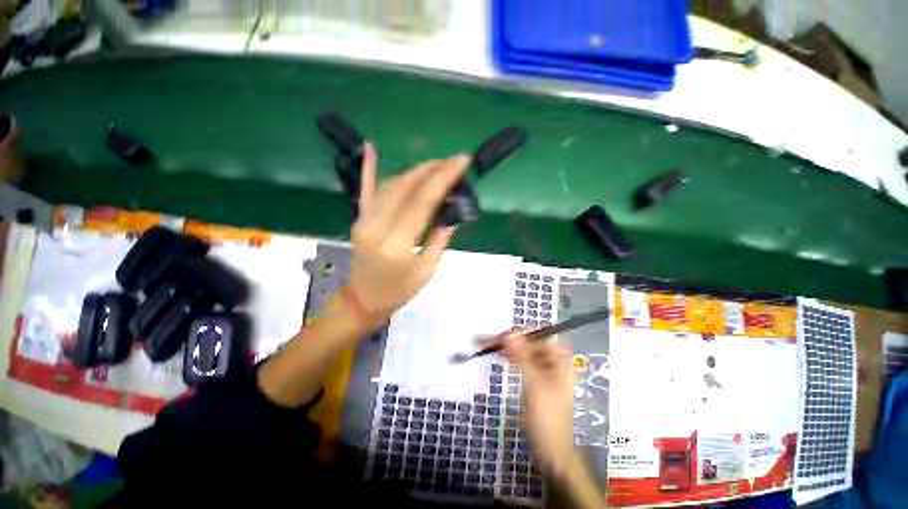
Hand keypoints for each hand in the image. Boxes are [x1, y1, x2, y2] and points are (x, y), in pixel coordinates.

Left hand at [346, 143, 469, 322]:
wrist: (363, 300)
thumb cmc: (398, 291)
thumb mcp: (427, 270)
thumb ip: (440, 239)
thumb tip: (453, 213)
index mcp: (397, 243)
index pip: (422, 201)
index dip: (443, 178)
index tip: (462, 161)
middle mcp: (377, 225)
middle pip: (406, 187)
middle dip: (432, 169)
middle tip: (452, 162)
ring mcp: (364, 220)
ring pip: (390, 185)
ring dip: (414, 171)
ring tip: (435, 166)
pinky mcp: (359, 219)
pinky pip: (364, 190)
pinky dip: (368, 168)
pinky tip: (370, 147)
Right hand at [503, 332, 576, 475]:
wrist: (551, 450)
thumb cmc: (547, 417)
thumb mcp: (534, 384)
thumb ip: (522, 356)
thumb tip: (509, 333)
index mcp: (561, 360)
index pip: (542, 335)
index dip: (524, 332)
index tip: (505, 336)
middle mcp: (553, 361)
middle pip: (531, 342)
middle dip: (512, 340)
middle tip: (491, 340)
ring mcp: (544, 370)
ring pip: (524, 351)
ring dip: (508, 347)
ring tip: (488, 345)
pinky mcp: (535, 378)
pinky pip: (522, 361)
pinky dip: (511, 357)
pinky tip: (499, 355)